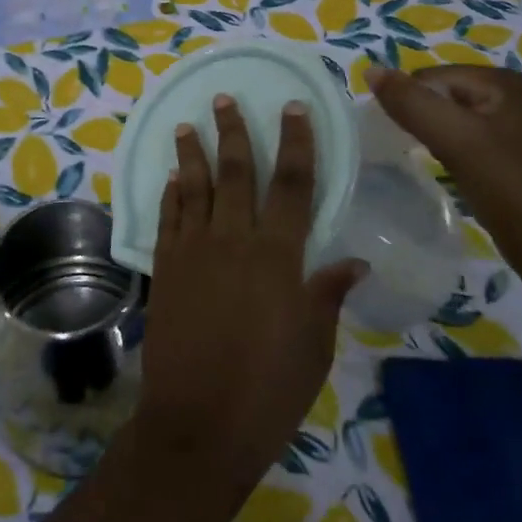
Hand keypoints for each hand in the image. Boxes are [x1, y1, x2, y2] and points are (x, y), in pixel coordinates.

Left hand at [136, 94, 364, 492]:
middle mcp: (234, 241)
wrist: (199, 422)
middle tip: (224, 100)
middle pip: (237, 174)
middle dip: (235, 133)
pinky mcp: (166, 269)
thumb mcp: (314, 345)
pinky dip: (171, 194)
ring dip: (193, 154)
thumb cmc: (269, 389)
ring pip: (195, 189)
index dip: (296, 143)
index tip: (292, 108)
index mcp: (279, 256)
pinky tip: (172, 178)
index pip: (293, 185)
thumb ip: (327, 294)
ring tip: (188, 125)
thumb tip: (354, 262)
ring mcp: (194, 252)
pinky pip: (168, 219)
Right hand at [368, 66, 521, 262]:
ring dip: (435, 135)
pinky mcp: (514, 151)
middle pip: (443, 93)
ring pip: (453, 117)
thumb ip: (410, 102)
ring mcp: (517, 124)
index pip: (431, 76)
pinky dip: (452, 149)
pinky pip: (468, 137)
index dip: (410, 102)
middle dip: (423, 117)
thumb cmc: (505, 183)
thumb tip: (370, 71)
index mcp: (503, 80)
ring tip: (433, 159)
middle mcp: (514, 94)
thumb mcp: (452, 137)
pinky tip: (453, 169)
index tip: (401, 134)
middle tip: (416, 149)